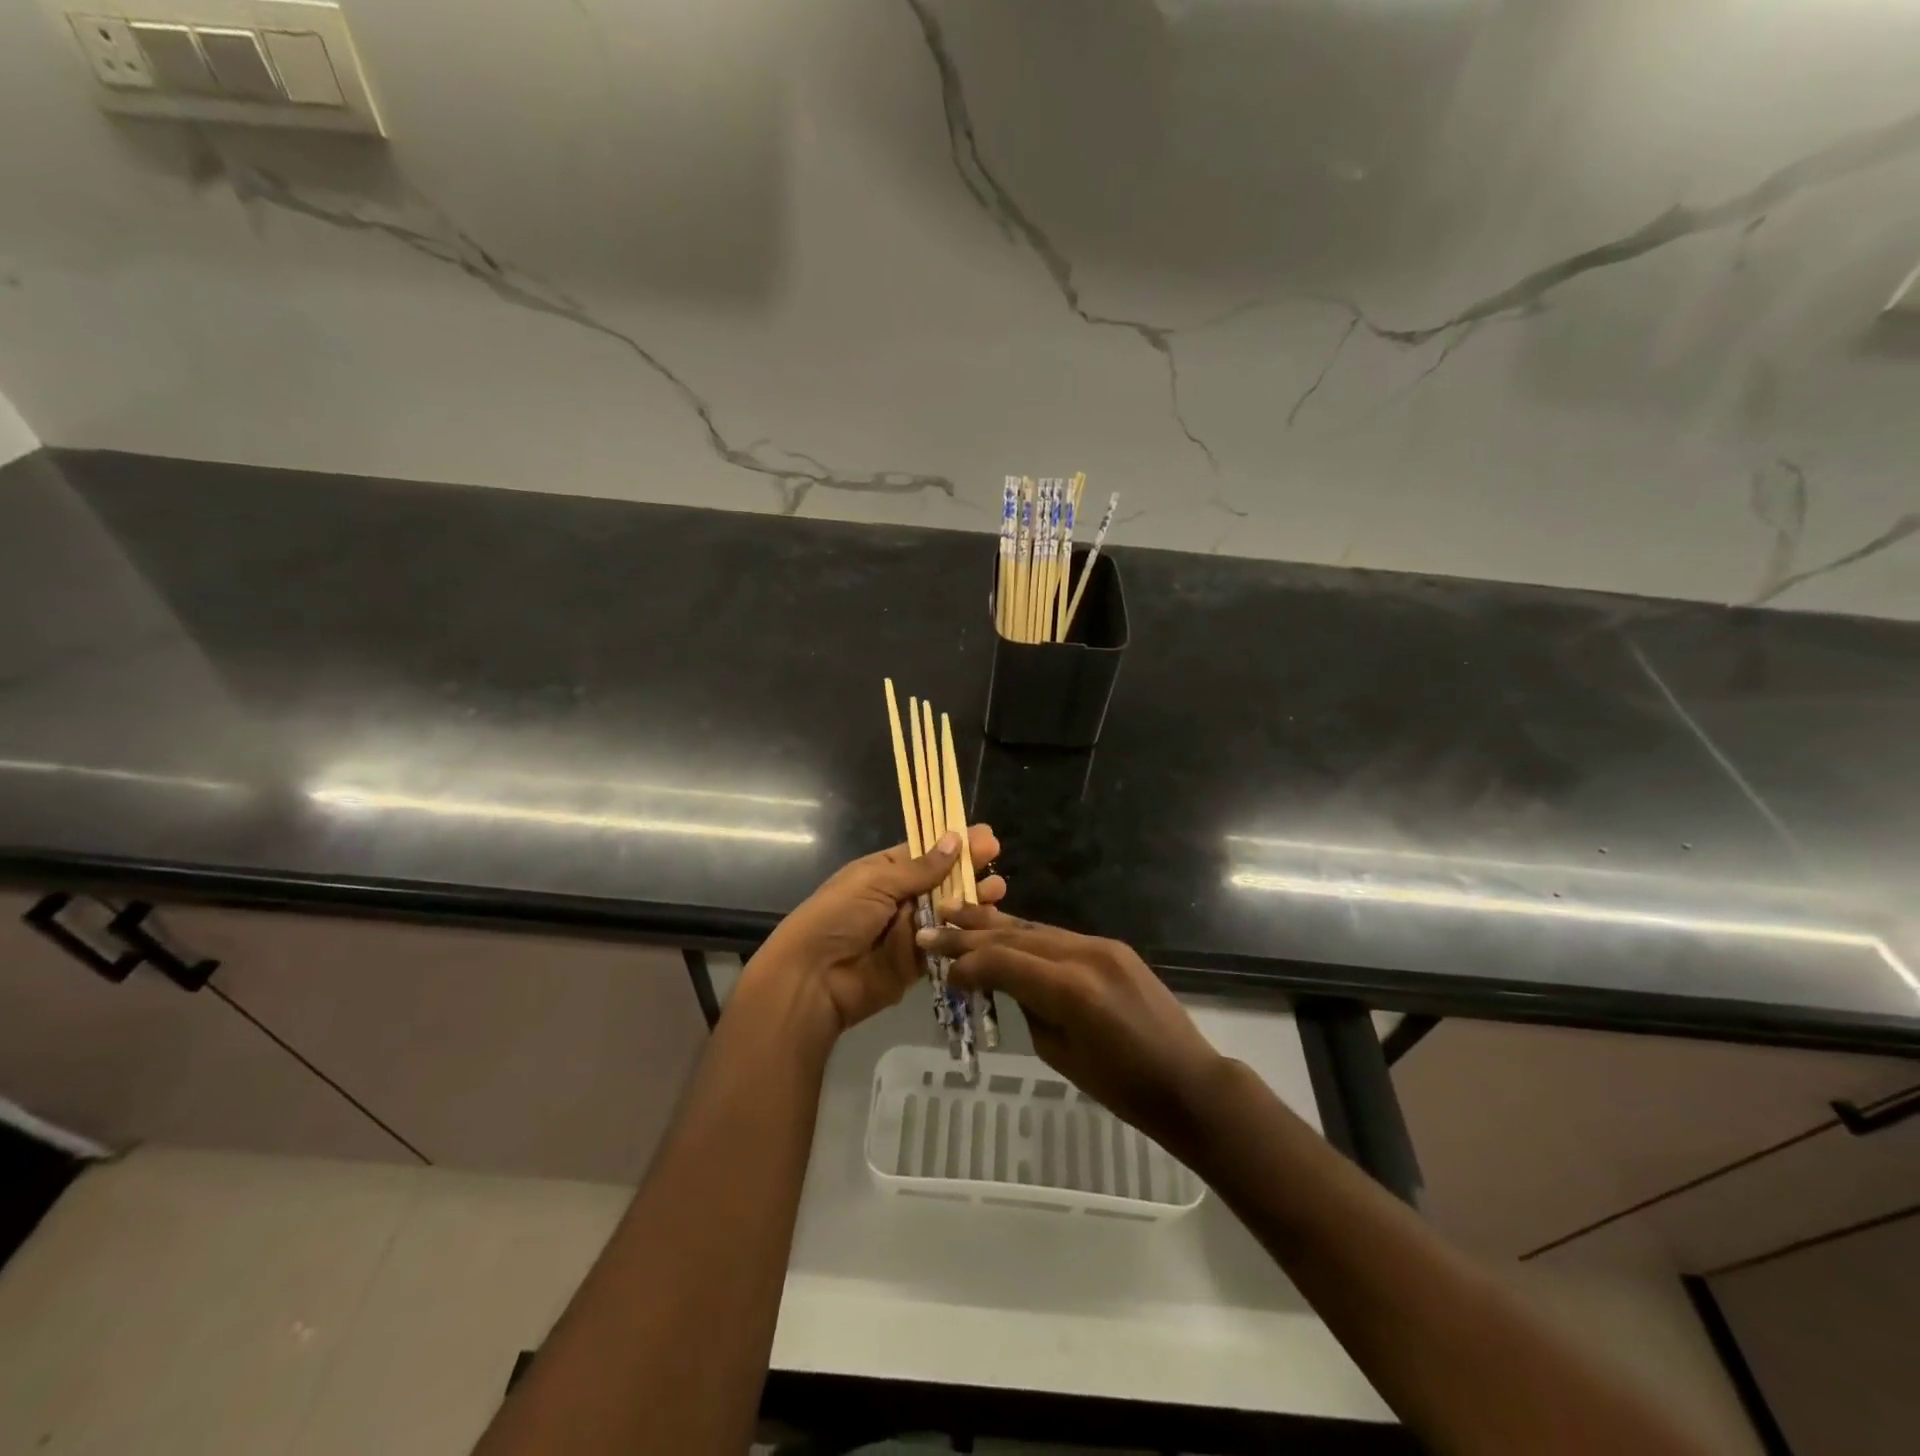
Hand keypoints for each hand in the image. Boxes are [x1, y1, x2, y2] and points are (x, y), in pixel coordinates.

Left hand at [751, 826, 1005, 1034]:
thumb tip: (954, 839)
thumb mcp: (875, 883)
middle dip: (969, 868)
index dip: (955, 843)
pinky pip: (946, 943)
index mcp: (885, 872)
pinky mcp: (918, 962)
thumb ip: (919, 868)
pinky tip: (988, 921)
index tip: (986, 836)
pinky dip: (966, 932)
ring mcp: (910, 930)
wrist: (814, 979)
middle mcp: (900, 898)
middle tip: (996, 858)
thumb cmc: (838, 917)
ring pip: (949, 911)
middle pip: (942, 880)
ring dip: (973, 899)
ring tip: (997, 890)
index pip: (926, 852)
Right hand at [917, 907, 1223, 1150]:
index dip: (966, 963)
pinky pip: (1059, 936)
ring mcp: (1101, 945)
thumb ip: (1030, 1007)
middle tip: (931, 926)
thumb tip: (1010, 982)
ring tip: (957, 913)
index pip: (1003, 961)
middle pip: (1015, 935)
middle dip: (970, 933)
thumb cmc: (1122, 1087)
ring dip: (995, 924)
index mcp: (1070, 989)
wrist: (1187, 1080)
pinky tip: (1003, 930)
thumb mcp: (1060, 1054)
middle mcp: (1083, 954)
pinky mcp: (1112, 946)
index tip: (939, 970)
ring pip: (1036, 928)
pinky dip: (1027, 934)